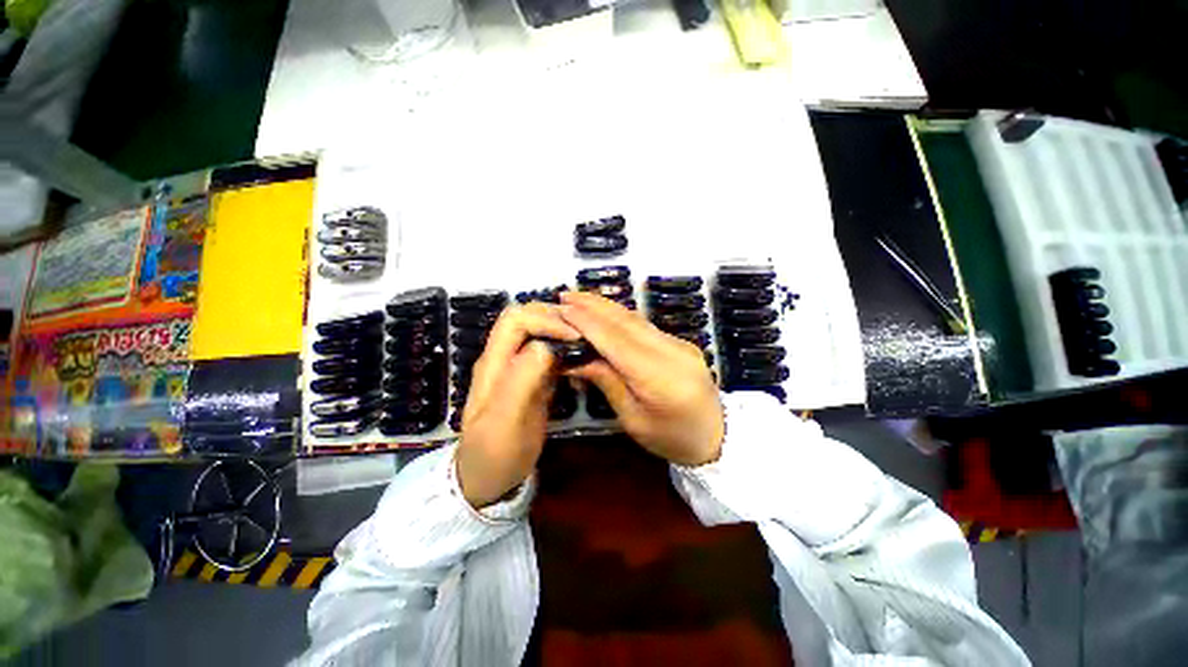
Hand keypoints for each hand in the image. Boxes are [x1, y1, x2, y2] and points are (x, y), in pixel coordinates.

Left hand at [456, 303, 580, 507]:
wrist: (489, 479)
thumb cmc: (494, 454)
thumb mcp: (504, 421)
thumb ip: (521, 381)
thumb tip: (546, 346)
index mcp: (494, 363)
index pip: (516, 319)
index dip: (545, 320)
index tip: (574, 336)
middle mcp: (506, 358)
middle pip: (528, 319)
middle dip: (556, 320)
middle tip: (585, 335)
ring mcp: (520, 368)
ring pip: (541, 334)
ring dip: (563, 333)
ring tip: (588, 343)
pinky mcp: (534, 380)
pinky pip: (551, 354)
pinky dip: (567, 351)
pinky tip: (582, 361)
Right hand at [558, 292, 724, 466]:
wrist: (720, 438)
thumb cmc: (672, 439)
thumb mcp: (633, 420)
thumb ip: (607, 382)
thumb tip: (576, 358)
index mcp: (659, 377)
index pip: (616, 341)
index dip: (588, 323)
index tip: (563, 309)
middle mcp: (671, 352)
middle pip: (626, 322)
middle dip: (593, 306)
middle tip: (565, 296)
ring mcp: (679, 344)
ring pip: (636, 319)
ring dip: (606, 307)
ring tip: (580, 299)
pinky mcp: (680, 343)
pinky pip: (644, 326)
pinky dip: (620, 316)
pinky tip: (605, 313)